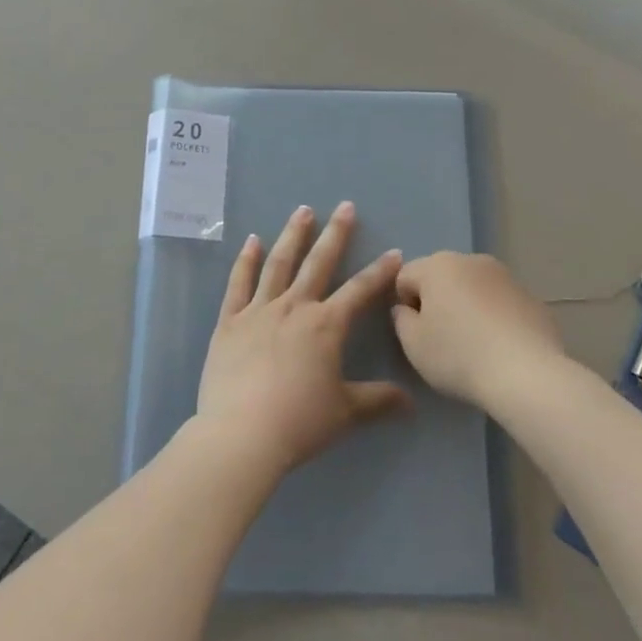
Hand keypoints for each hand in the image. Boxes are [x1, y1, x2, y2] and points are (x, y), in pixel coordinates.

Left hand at [195, 202, 410, 476]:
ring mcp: (259, 310)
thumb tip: (411, 402)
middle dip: (335, 233)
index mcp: (326, 325)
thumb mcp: (346, 413)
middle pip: (319, 263)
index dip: (380, 271)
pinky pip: (238, 284)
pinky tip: (252, 241)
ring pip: (279, 264)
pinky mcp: (229, 322)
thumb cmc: (299, 422)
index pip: (360, 291)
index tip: (395, 251)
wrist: (242, 434)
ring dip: (292, 235)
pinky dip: (246, 260)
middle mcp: (294, 307)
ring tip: (302, 211)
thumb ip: (378, 401)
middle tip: (345, 206)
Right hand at [391, 252, 564, 408]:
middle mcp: (471, 260)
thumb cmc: (459, 355)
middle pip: (441, 278)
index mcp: (438, 265)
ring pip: (473, 288)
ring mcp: (505, 276)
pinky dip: (495, 318)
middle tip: (443, 340)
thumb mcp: (413, 345)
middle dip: (438, 302)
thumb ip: (401, 320)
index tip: (418, 334)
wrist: (526, 374)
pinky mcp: (531, 296)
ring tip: (475, 346)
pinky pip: (500, 303)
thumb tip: (407, 309)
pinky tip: (501, 348)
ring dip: (467, 308)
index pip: (405, 277)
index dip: (405, 306)